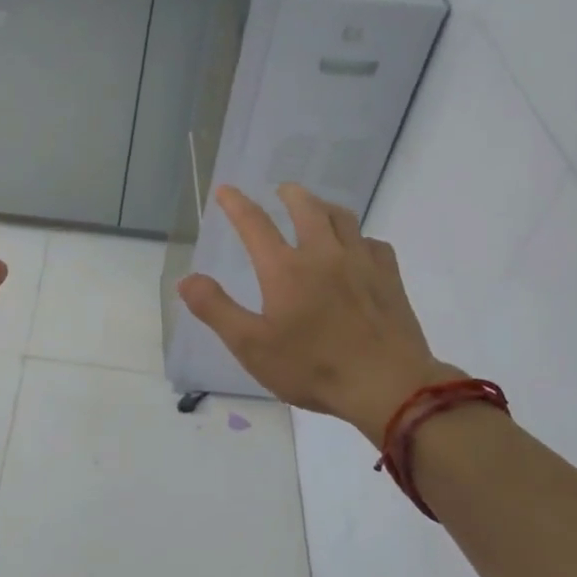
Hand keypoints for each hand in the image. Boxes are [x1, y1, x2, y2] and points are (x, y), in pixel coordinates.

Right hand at [178, 183, 453, 444]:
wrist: (388, 386)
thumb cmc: (313, 368)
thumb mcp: (252, 346)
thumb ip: (216, 309)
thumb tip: (186, 279)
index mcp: (285, 269)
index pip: (255, 224)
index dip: (236, 204)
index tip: (226, 189)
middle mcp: (323, 254)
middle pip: (307, 208)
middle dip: (290, 194)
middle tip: (282, 190)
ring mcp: (361, 263)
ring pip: (343, 218)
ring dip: (325, 207)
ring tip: (317, 209)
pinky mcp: (389, 279)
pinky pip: (374, 244)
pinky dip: (360, 238)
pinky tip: (358, 249)